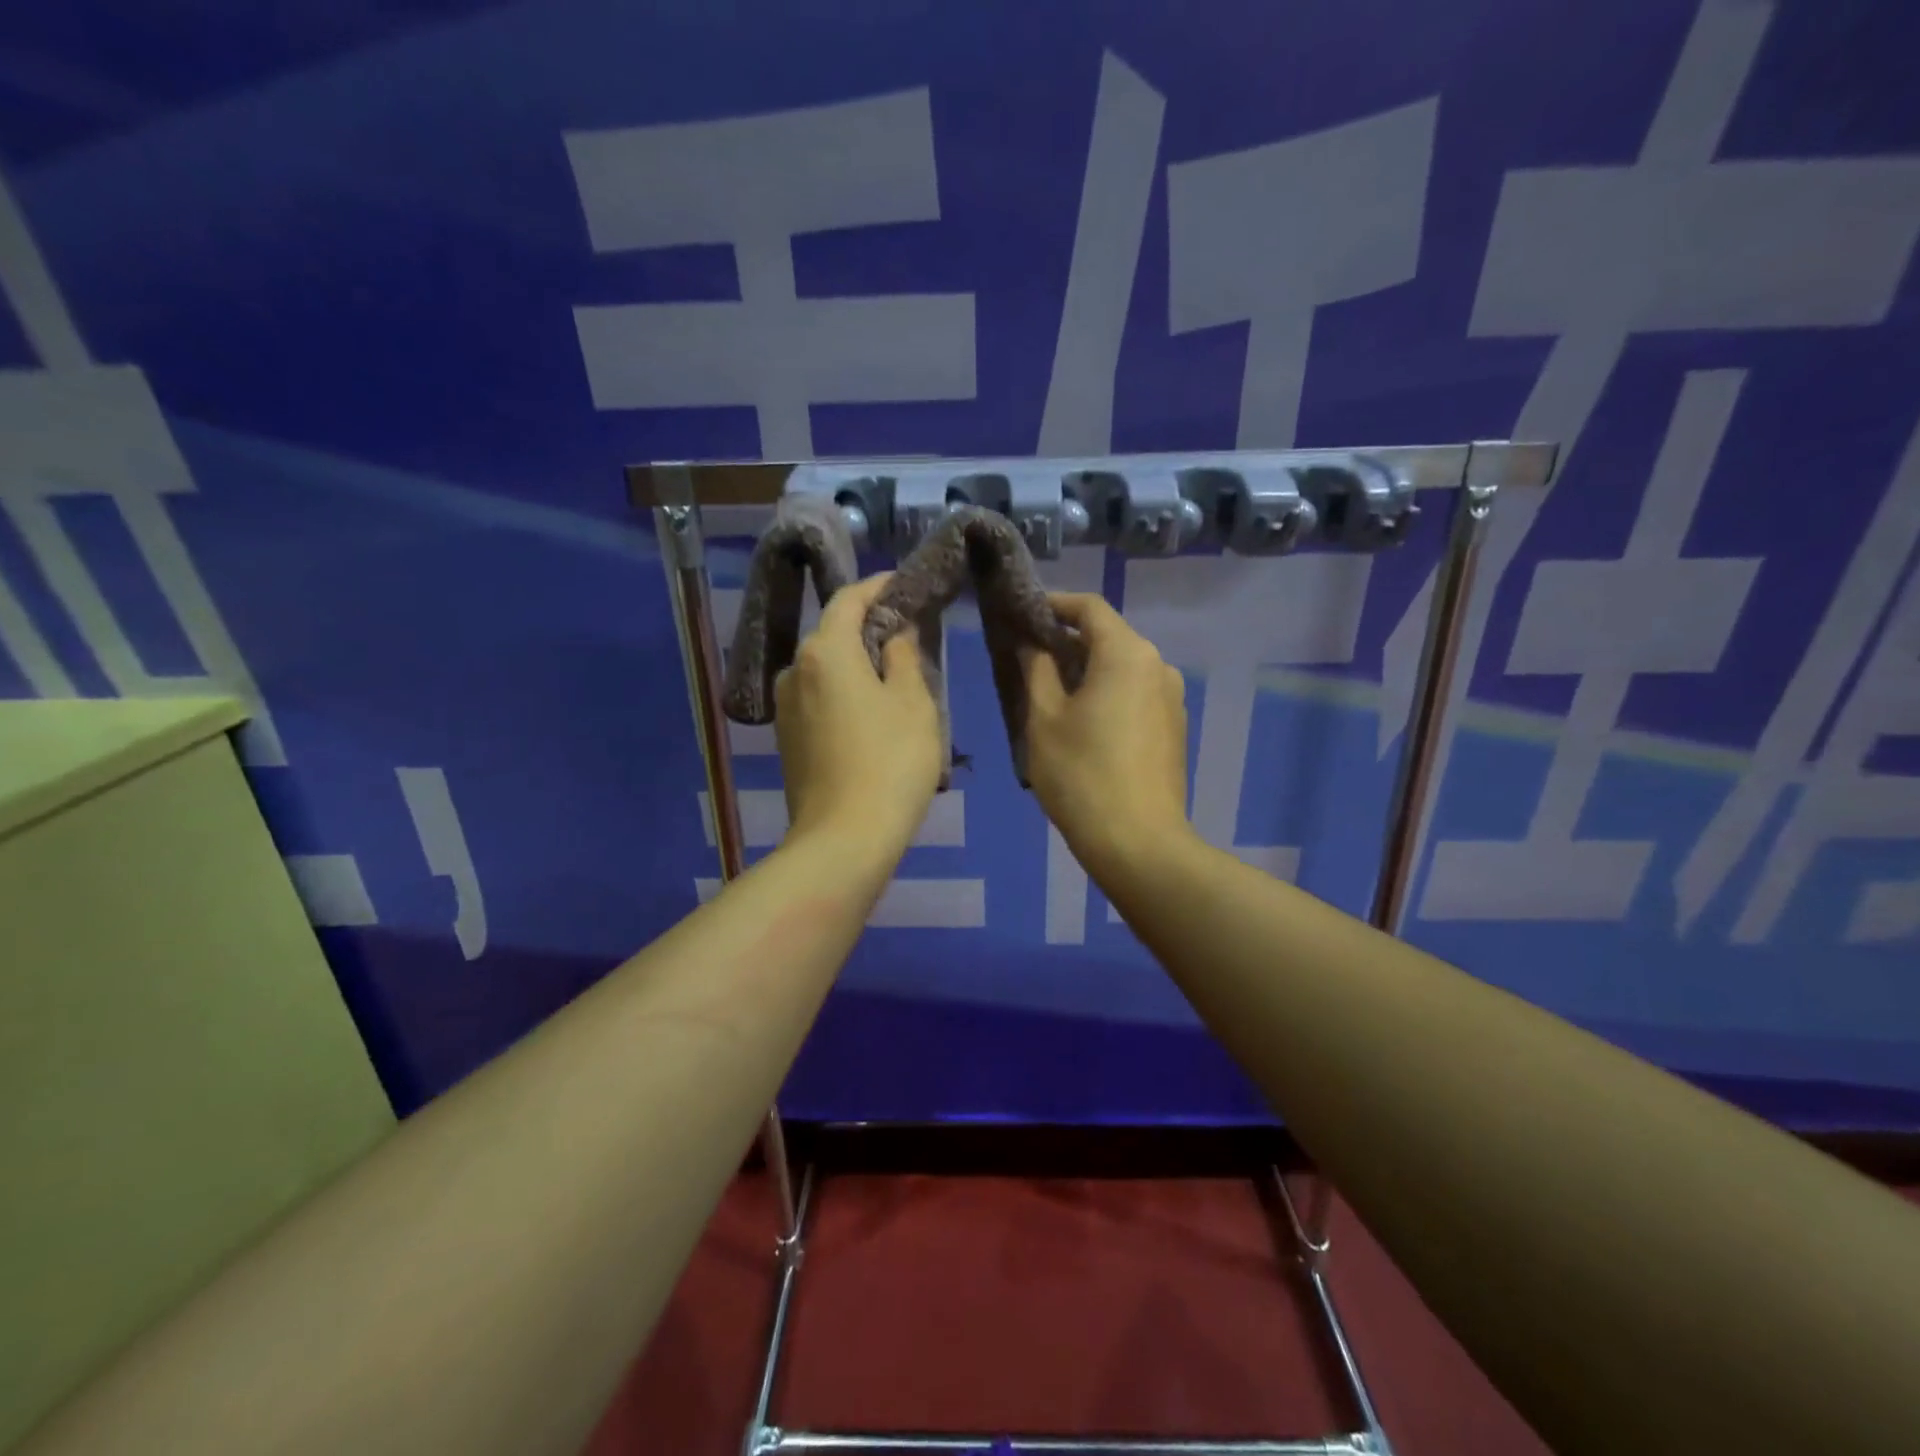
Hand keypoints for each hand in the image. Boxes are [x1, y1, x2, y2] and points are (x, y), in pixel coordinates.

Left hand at [775, 572, 942, 862]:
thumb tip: (894, 634)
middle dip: (868, 627)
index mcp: (824, 651)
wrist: (843, 839)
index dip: (878, 586)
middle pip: (833, 634)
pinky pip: (818, 699)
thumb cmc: (889, 762)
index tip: (903, 583)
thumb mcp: (913, 703)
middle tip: (908, 633)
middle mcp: (794, 670)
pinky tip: (870, 713)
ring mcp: (784, 707)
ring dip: (856, 664)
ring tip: (892, 676)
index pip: (849, 599)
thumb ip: (904, 656)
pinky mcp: (786, 739)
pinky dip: (843, 693)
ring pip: (825, 669)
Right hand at [1022, 593, 1192, 878]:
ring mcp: (1172, 698)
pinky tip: (1083, 722)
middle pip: (1109, 636)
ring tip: (1052, 693)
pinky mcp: (1174, 727)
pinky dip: (1107, 693)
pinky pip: (1136, 693)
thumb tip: (1031, 643)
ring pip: (1123, 667)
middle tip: (1029, 657)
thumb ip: (1036, 669)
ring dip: (1088, 669)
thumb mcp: (1044, 718)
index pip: (1089, 607)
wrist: (1138, 842)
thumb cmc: (1081, 774)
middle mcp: (1158, 665)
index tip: (1023, 614)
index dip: (1054, 604)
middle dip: (1068, 640)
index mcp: (1127, 653)